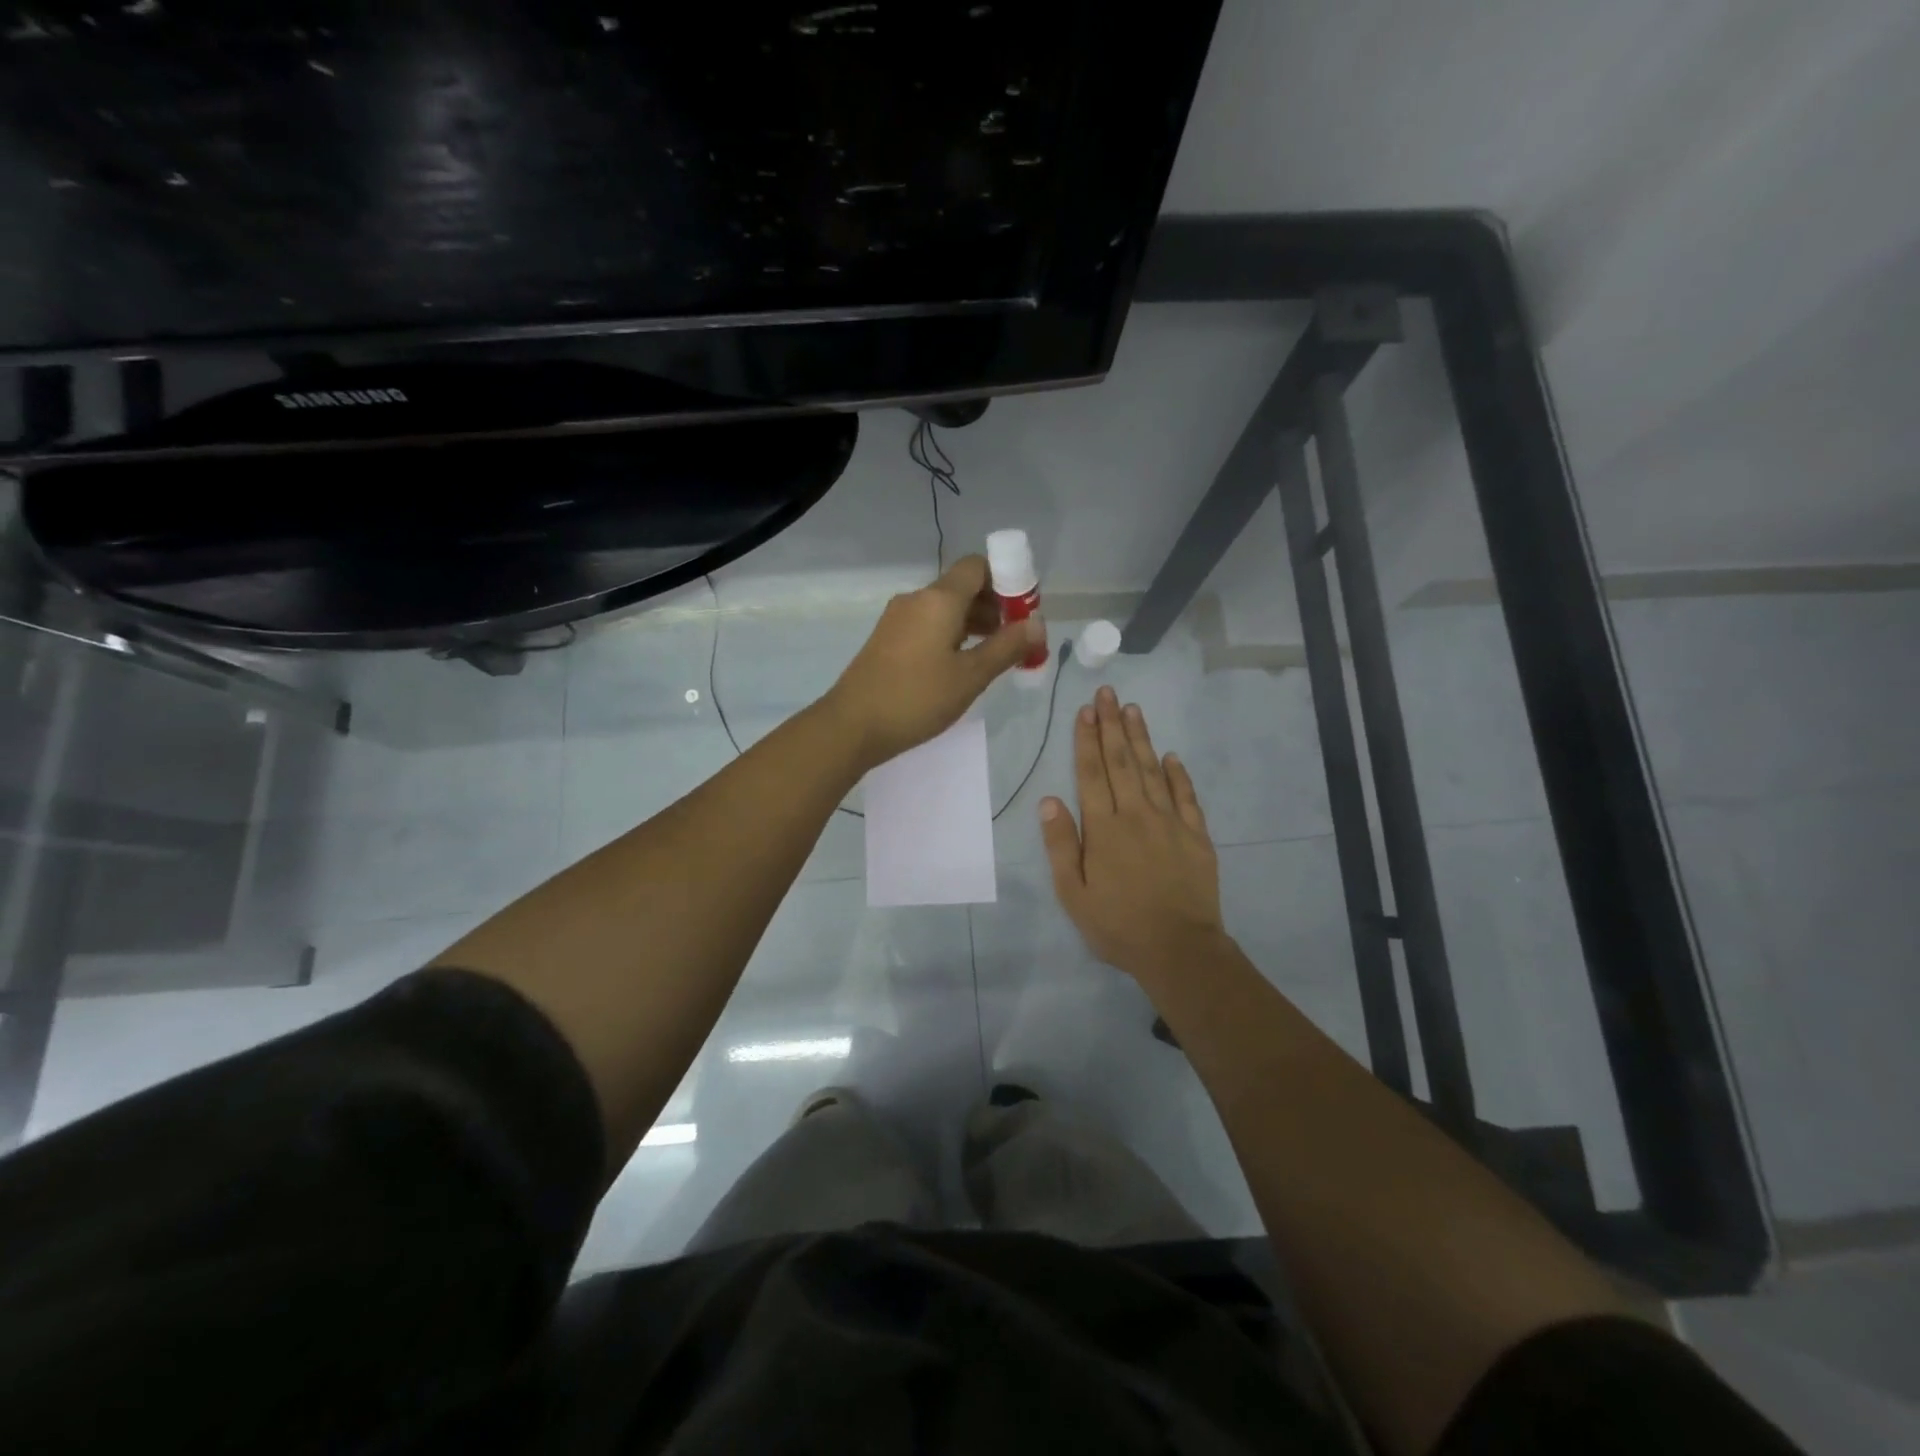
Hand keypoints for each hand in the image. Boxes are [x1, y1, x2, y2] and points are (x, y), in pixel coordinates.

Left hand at [825, 555, 1044, 770]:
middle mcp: (917, 599)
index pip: (977, 566)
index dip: (1006, 580)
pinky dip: (951, 634)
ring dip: (974, 623)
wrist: (853, 724)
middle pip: (962, 587)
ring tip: (995, 655)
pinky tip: (962, 664)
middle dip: (994, 606)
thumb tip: (1038, 623)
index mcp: (939, 599)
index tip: (1024, 611)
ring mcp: (898, 619)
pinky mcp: (888, 639)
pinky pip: (928, 624)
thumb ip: (1007, 647)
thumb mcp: (971, 676)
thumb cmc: (917, 698)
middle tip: (1017, 639)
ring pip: (945, 608)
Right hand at [1040, 687, 1226, 984]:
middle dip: (1112, 725)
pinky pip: (1186, 796)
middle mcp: (1136, 815)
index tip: (1085, 710)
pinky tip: (1172, 755)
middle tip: (1108, 693)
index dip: (1086, 740)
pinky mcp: (1196, 836)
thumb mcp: (1073, 893)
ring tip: (1134, 709)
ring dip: (1142, 738)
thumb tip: (1049, 799)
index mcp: (1104, 828)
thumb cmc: (1117, 925)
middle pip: (1122, 762)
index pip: (1091, 773)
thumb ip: (1061, 844)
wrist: (1179, 949)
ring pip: (1153, 770)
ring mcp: (1170, 822)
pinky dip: (1178, 774)